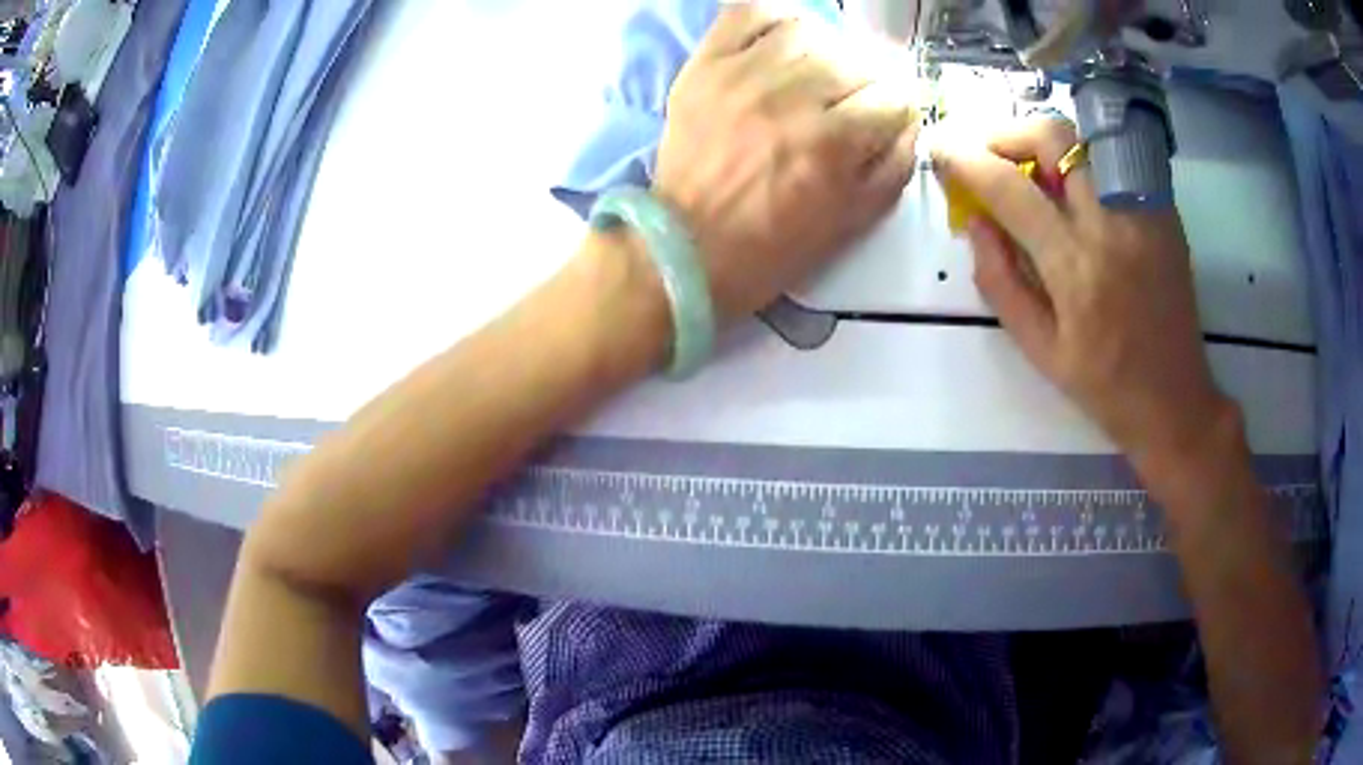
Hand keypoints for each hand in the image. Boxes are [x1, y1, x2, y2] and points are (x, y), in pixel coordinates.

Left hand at [654, 4, 919, 322]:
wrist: (687, 246)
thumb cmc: (774, 245)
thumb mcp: (852, 222)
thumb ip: (893, 166)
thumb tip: (909, 120)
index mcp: (832, 143)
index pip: (894, 95)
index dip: (898, 108)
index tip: (887, 118)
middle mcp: (791, 98)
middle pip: (857, 60)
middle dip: (867, 84)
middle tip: (851, 104)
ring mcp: (744, 75)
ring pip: (810, 31)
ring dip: (826, 51)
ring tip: (817, 75)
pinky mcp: (706, 65)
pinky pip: (750, 13)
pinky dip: (776, 20)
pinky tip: (783, 43)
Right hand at [932, 116, 1235, 472]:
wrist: (1175, 400)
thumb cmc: (1104, 385)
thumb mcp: (1039, 350)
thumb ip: (999, 281)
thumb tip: (974, 222)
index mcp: (1076, 268)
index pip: (1010, 188)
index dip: (965, 160)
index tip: (941, 150)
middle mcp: (1112, 225)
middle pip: (1052, 137)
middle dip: (1008, 135)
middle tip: (991, 158)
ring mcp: (1144, 211)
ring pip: (1086, 138)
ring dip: (1045, 143)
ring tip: (1032, 172)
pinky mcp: (1164, 211)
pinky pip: (1113, 160)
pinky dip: (1082, 161)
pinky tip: (1076, 193)